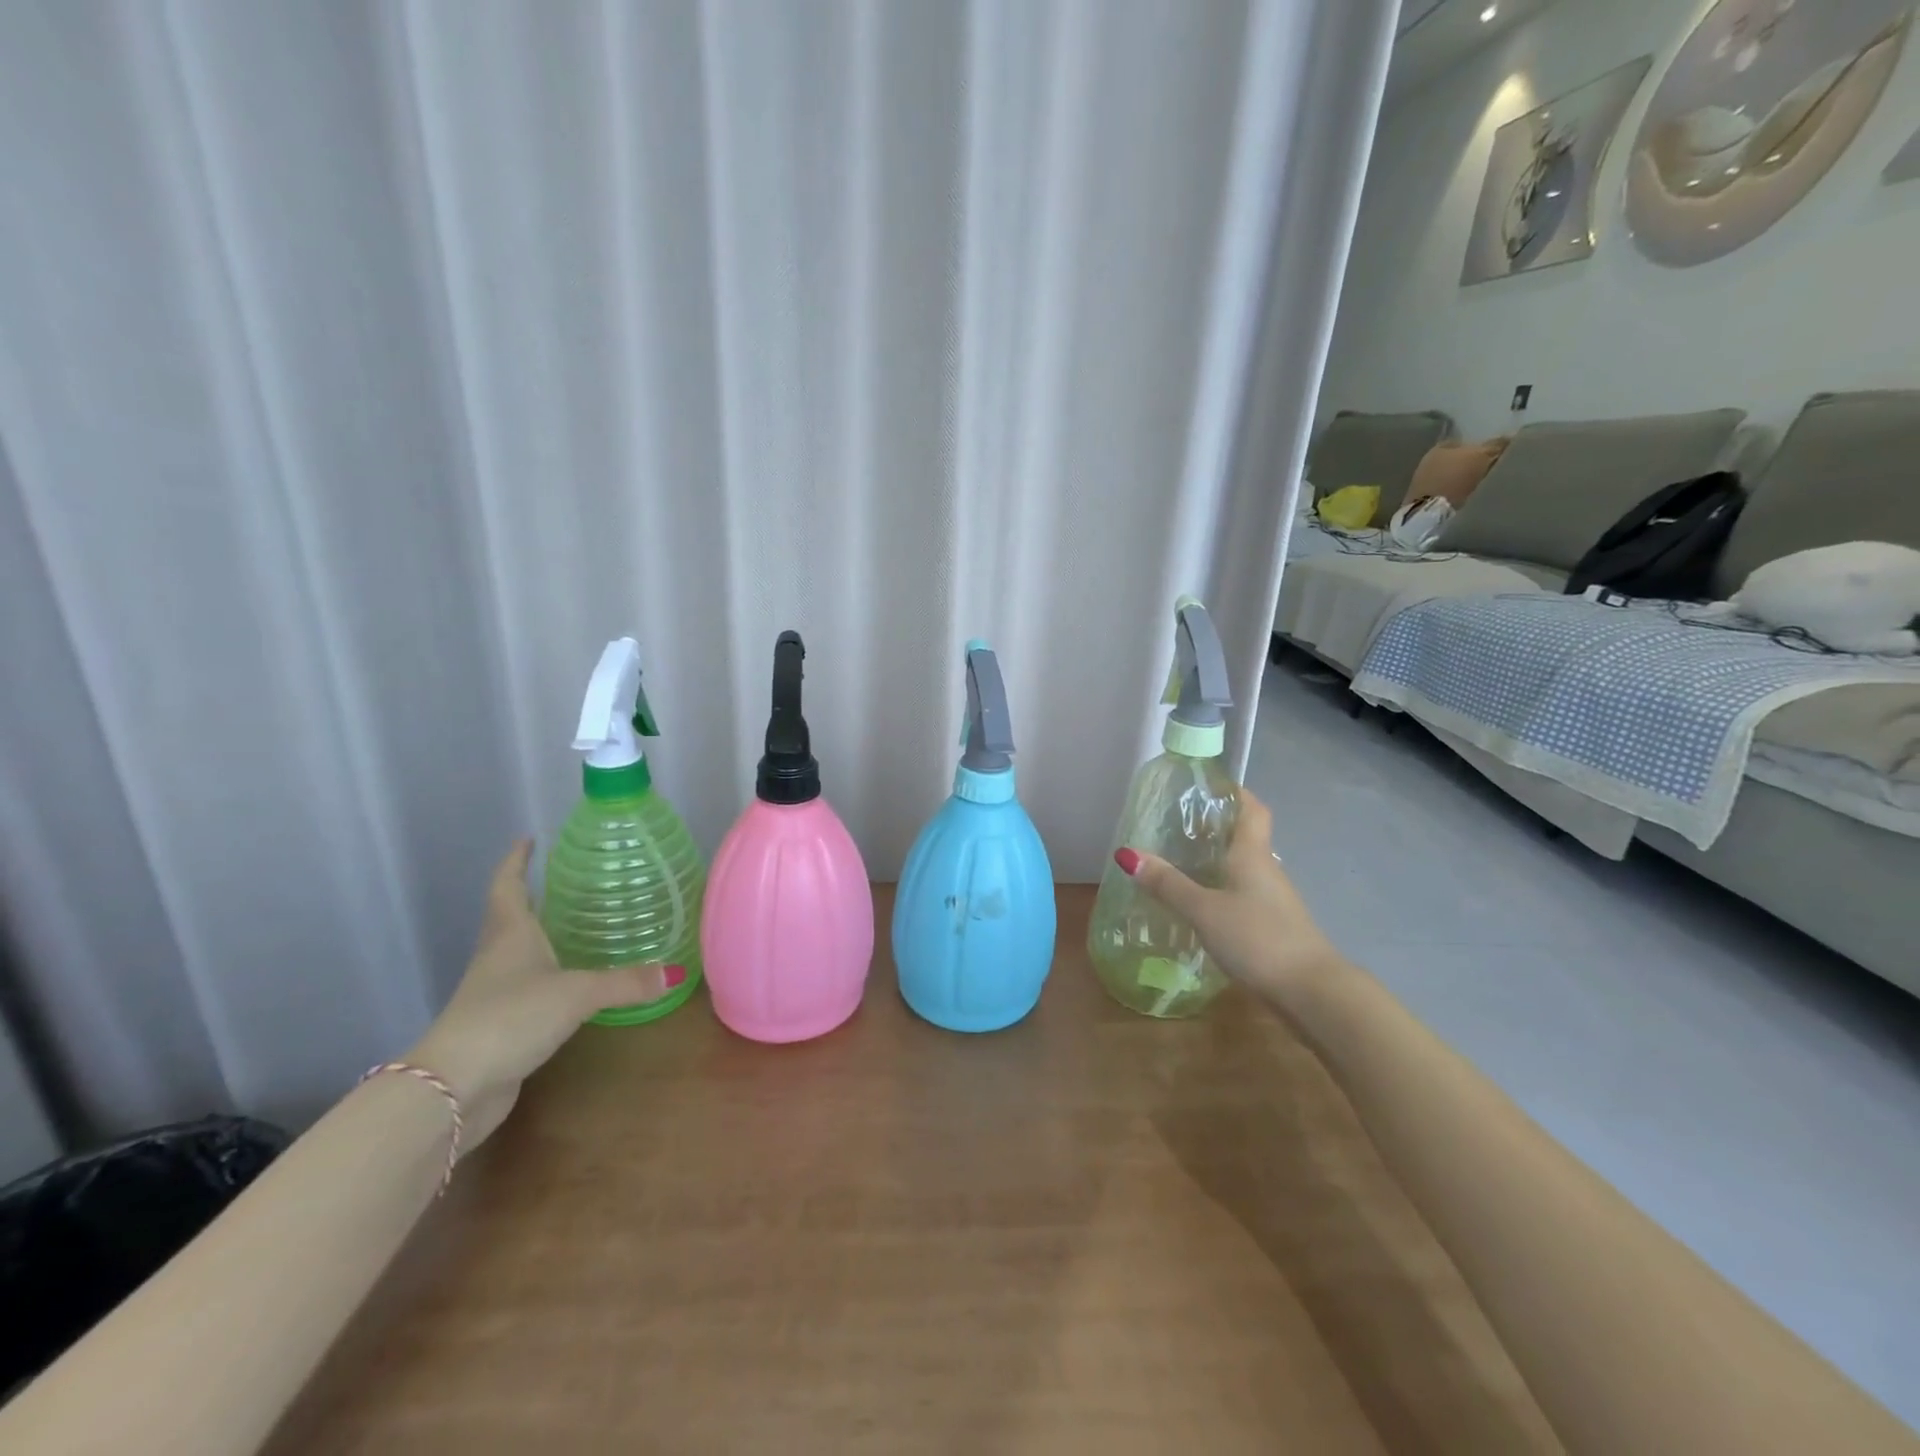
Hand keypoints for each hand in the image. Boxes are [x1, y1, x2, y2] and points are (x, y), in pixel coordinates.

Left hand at [406, 841, 681, 1149]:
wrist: (453, 1087)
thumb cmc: (511, 1017)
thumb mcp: (577, 993)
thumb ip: (625, 982)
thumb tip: (674, 971)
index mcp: (510, 935)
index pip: (508, 886)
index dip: (516, 861)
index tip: (528, 840)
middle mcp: (499, 957)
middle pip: (510, 916)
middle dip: (533, 896)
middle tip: (569, 880)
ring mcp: (495, 992)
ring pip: (519, 953)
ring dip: (541, 937)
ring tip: (578, 925)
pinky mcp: (500, 1024)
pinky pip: (529, 987)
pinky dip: (549, 976)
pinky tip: (574, 981)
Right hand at [1118, 788, 1343, 1012]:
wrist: (1311, 993)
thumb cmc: (1257, 937)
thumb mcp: (1204, 910)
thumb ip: (1167, 884)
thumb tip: (1126, 853)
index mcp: (1252, 854)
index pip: (1251, 808)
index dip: (1234, 792)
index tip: (1208, 786)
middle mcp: (1267, 870)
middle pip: (1246, 837)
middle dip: (1216, 828)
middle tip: (1178, 825)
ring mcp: (1274, 901)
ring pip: (1244, 869)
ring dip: (1218, 863)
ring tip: (1181, 863)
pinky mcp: (1275, 927)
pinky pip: (1245, 897)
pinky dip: (1223, 892)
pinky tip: (1201, 907)